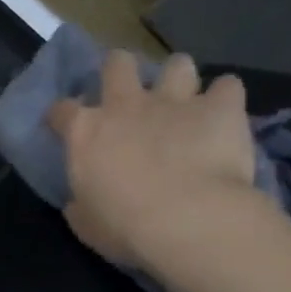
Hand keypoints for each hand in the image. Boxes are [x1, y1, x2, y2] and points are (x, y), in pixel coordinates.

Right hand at [47, 50, 257, 272]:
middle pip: (117, 63)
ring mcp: (175, 101)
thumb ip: (81, 205)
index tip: (65, 126)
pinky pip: (228, 87)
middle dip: (121, 71)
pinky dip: (226, 98)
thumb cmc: (125, 228)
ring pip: (177, 64)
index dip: (62, 116)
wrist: (187, 220)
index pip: (62, 110)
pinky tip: (226, 114)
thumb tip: (79, 202)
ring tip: (185, 100)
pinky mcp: (220, 107)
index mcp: (86, 133)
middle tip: (129, 94)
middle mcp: (127, 105)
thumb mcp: (87, 225)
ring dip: (179, 79)